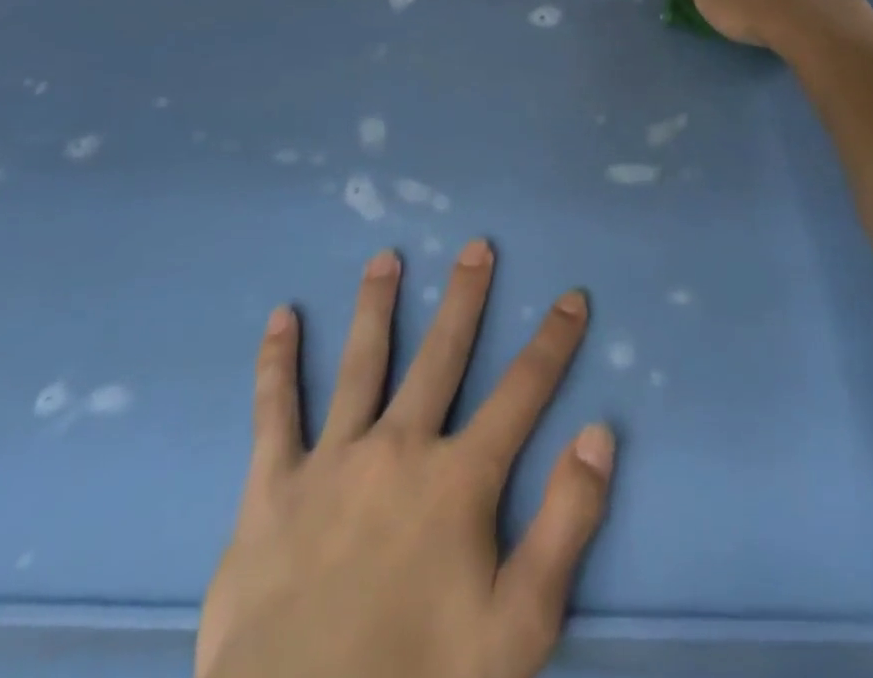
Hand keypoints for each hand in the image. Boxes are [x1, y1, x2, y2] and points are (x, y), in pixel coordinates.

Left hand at [197, 241, 614, 677]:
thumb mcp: (519, 628)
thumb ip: (566, 525)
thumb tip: (599, 433)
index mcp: (458, 480)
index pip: (522, 392)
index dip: (553, 342)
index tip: (571, 296)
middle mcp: (399, 448)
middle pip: (441, 356)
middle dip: (464, 298)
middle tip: (476, 245)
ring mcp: (333, 462)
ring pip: (360, 364)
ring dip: (375, 306)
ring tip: (384, 257)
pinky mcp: (273, 489)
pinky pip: (275, 412)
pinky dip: (276, 363)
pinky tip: (280, 317)